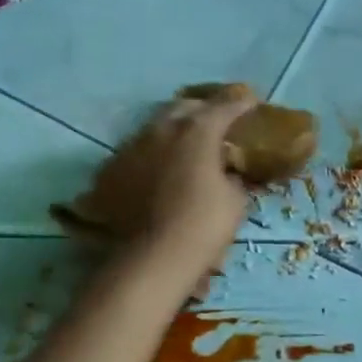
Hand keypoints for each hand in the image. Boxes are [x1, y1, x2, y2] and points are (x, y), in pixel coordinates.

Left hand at [126, 87, 259, 281]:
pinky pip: (136, 152)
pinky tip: (155, 170)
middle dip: (202, 110)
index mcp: (197, 131)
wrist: (150, 259)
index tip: (251, 103)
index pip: (224, 106)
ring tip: (184, 144)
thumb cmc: (202, 227)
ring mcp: (131, 147)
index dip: (240, 104)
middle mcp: (161, 129)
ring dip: (173, 130)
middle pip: (185, 106)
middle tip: (215, 121)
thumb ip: (234, 178)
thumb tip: (230, 173)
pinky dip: (150, 155)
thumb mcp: (235, 202)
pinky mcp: (111, 168)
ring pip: (155, 126)